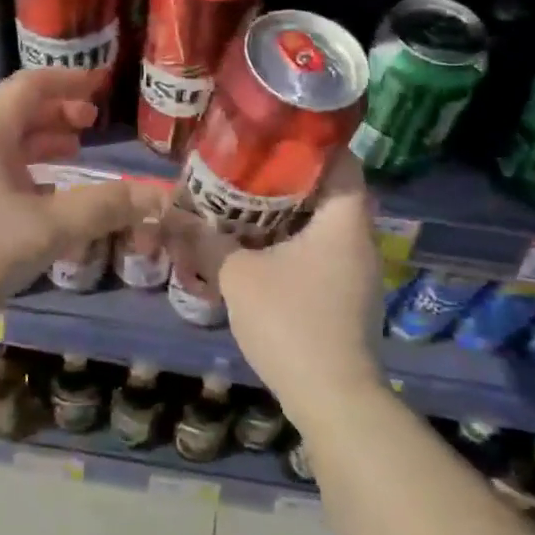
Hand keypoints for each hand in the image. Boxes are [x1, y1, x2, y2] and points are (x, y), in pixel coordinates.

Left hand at [0, 69, 169, 329]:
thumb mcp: (45, 228)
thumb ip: (103, 208)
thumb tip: (160, 195)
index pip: (31, 85)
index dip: (69, 80)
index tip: (101, 83)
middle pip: (16, 111)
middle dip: (57, 112)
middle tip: (92, 122)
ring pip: (3, 143)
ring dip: (40, 141)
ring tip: (73, 153)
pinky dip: (23, 170)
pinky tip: (39, 199)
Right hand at [166, 155, 384, 424]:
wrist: (333, 399)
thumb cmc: (291, 323)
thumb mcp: (239, 276)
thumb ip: (207, 242)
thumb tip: (173, 217)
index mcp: (343, 222)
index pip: (342, 161)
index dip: (311, 143)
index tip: (275, 135)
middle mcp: (360, 240)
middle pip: (331, 192)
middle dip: (291, 179)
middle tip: (248, 168)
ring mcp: (359, 272)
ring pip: (326, 226)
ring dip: (291, 214)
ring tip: (248, 203)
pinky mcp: (350, 298)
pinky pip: (325, 253)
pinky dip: (297, 243)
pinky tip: (263, 250)